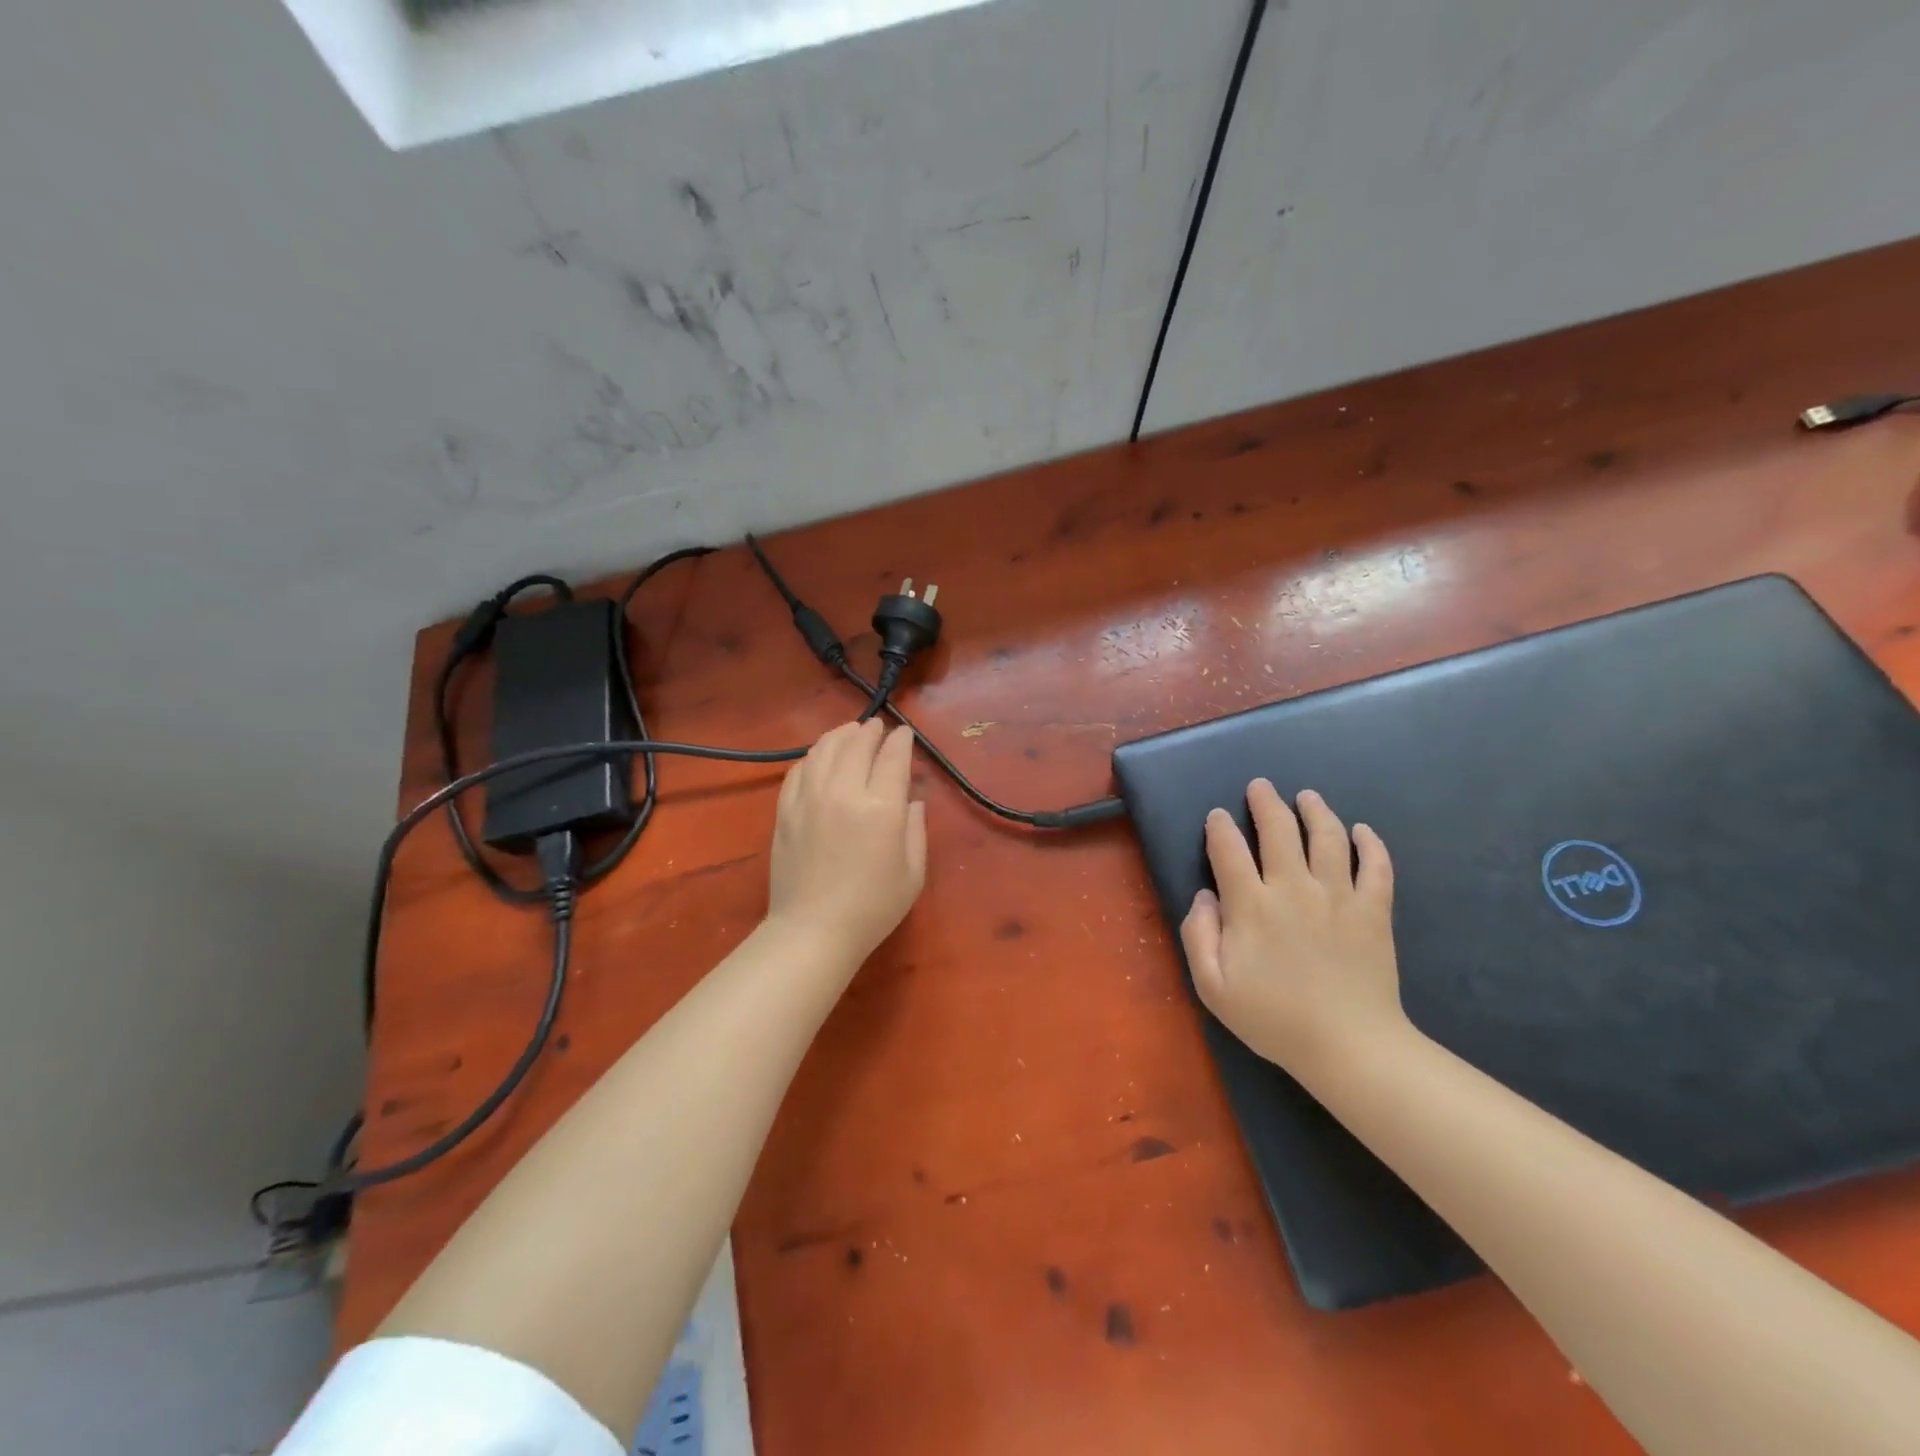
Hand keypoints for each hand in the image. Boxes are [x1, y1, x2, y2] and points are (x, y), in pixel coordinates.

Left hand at [767, 719, 927, 962]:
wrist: (813, 931)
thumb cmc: (872, 908)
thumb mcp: (912, 873)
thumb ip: (916, 830)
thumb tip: (912, 801)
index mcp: (881, 808)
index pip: (892, 758)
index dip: (901, 741)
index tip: (905, 733)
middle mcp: (844, 792)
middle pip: (857, 745)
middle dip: (870, 731)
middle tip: (877, 727)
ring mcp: (809, 798)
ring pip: (824, 749)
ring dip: (840, 735)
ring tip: (849, 731)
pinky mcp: (786, 810)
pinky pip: (799, 769)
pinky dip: (813, 756)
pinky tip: (819, 757)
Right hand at [1180, 780, 1409, 1080]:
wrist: (1349, 1046)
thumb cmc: (1273, 1018)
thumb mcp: (1212, 986)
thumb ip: (1197, 935)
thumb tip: (1204, 896)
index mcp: (1251, 905)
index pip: (1229, 849)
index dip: (1220, 827)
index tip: (1218, 816)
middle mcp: (1293, 888)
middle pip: (1278, 829)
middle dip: (1266, 802)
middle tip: (1261, 786)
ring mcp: (1338, 896)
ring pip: (1327, 837)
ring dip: (1315, 811)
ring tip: (1307, 797)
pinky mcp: (1373, 910)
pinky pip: (1376, 866)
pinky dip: (1370, 844)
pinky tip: (1362, 831)